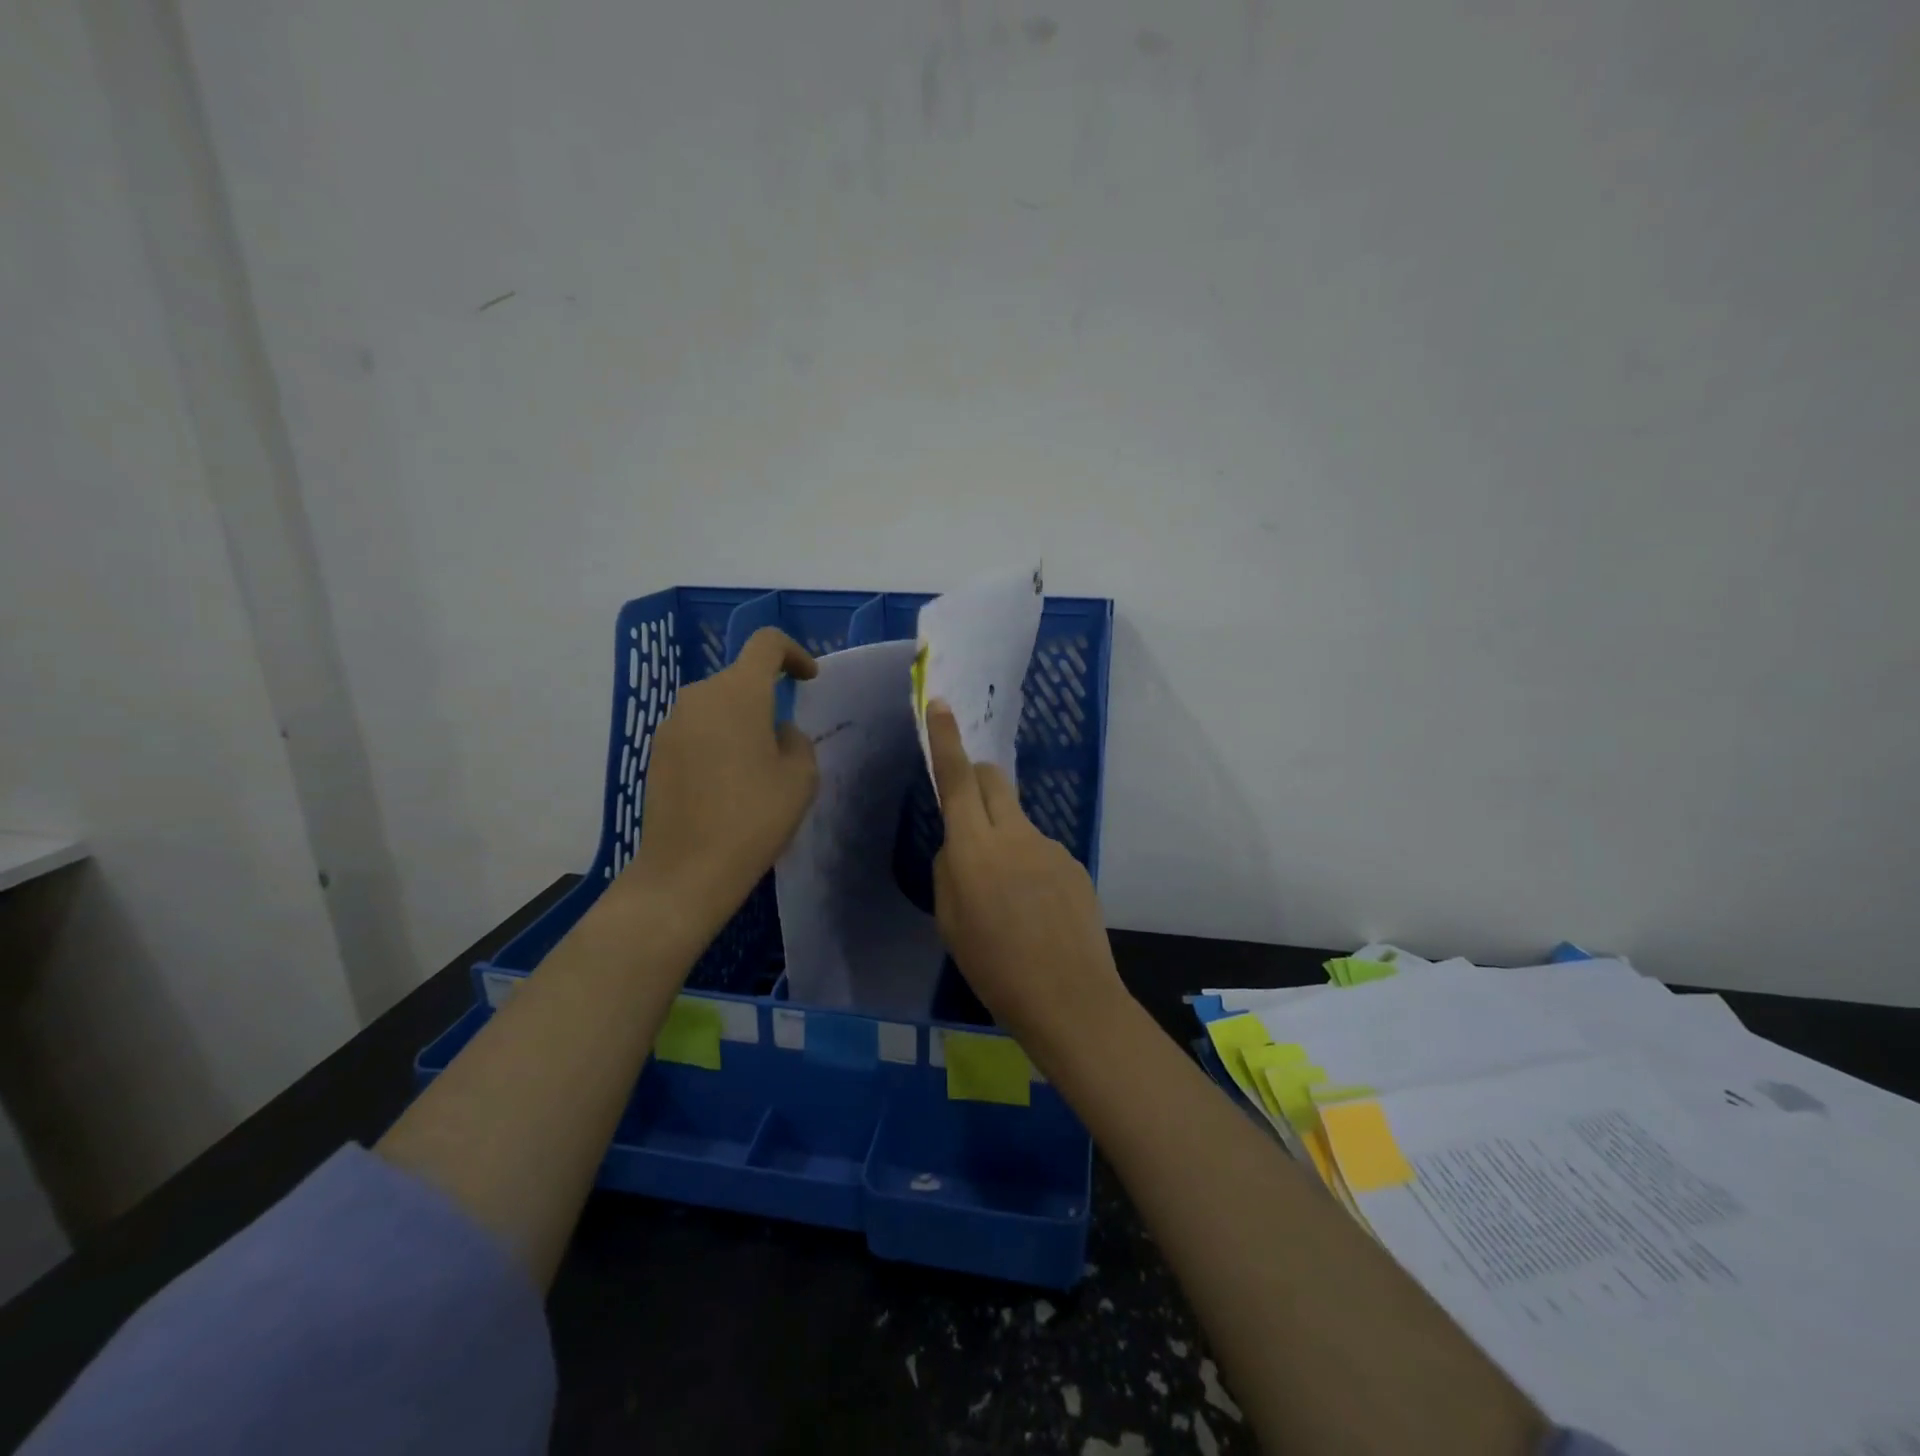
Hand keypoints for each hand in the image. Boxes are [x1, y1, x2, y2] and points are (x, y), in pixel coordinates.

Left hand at [628, 628, 818, 922]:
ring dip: (741, 721)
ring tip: (757, 766)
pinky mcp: (656, 752)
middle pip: (739, 677)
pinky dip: (717, 741)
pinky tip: (727, 782)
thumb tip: (777, 733)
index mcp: (738, 692)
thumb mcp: (801, 777)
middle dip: (767, 697)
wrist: (688, 868)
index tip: (808, 679)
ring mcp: (671, 724)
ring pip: (716, 705)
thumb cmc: (755, 817)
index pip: (766, 643)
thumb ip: (796, 740)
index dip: (793, 653)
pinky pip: (696, 730)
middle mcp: (698, 696)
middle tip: (785, 740)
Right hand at [926, 700, 1124, 1058]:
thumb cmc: (994, 966)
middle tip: (969, 812)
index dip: (946, 739)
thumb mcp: (950, 921)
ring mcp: (1050, 846)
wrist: (1068, 997)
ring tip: (1008, 897)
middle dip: (978, 779)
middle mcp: (1014, 834)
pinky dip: (1029, 865)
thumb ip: (949, 870)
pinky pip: (1041, 850)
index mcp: (973, 848)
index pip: (958, 779)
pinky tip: (1036, 910)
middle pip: (994, 779)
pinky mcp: (1074, 863)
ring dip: (1004, 836)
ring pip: (1017, 819)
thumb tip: (959, 846)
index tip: (941, 704)